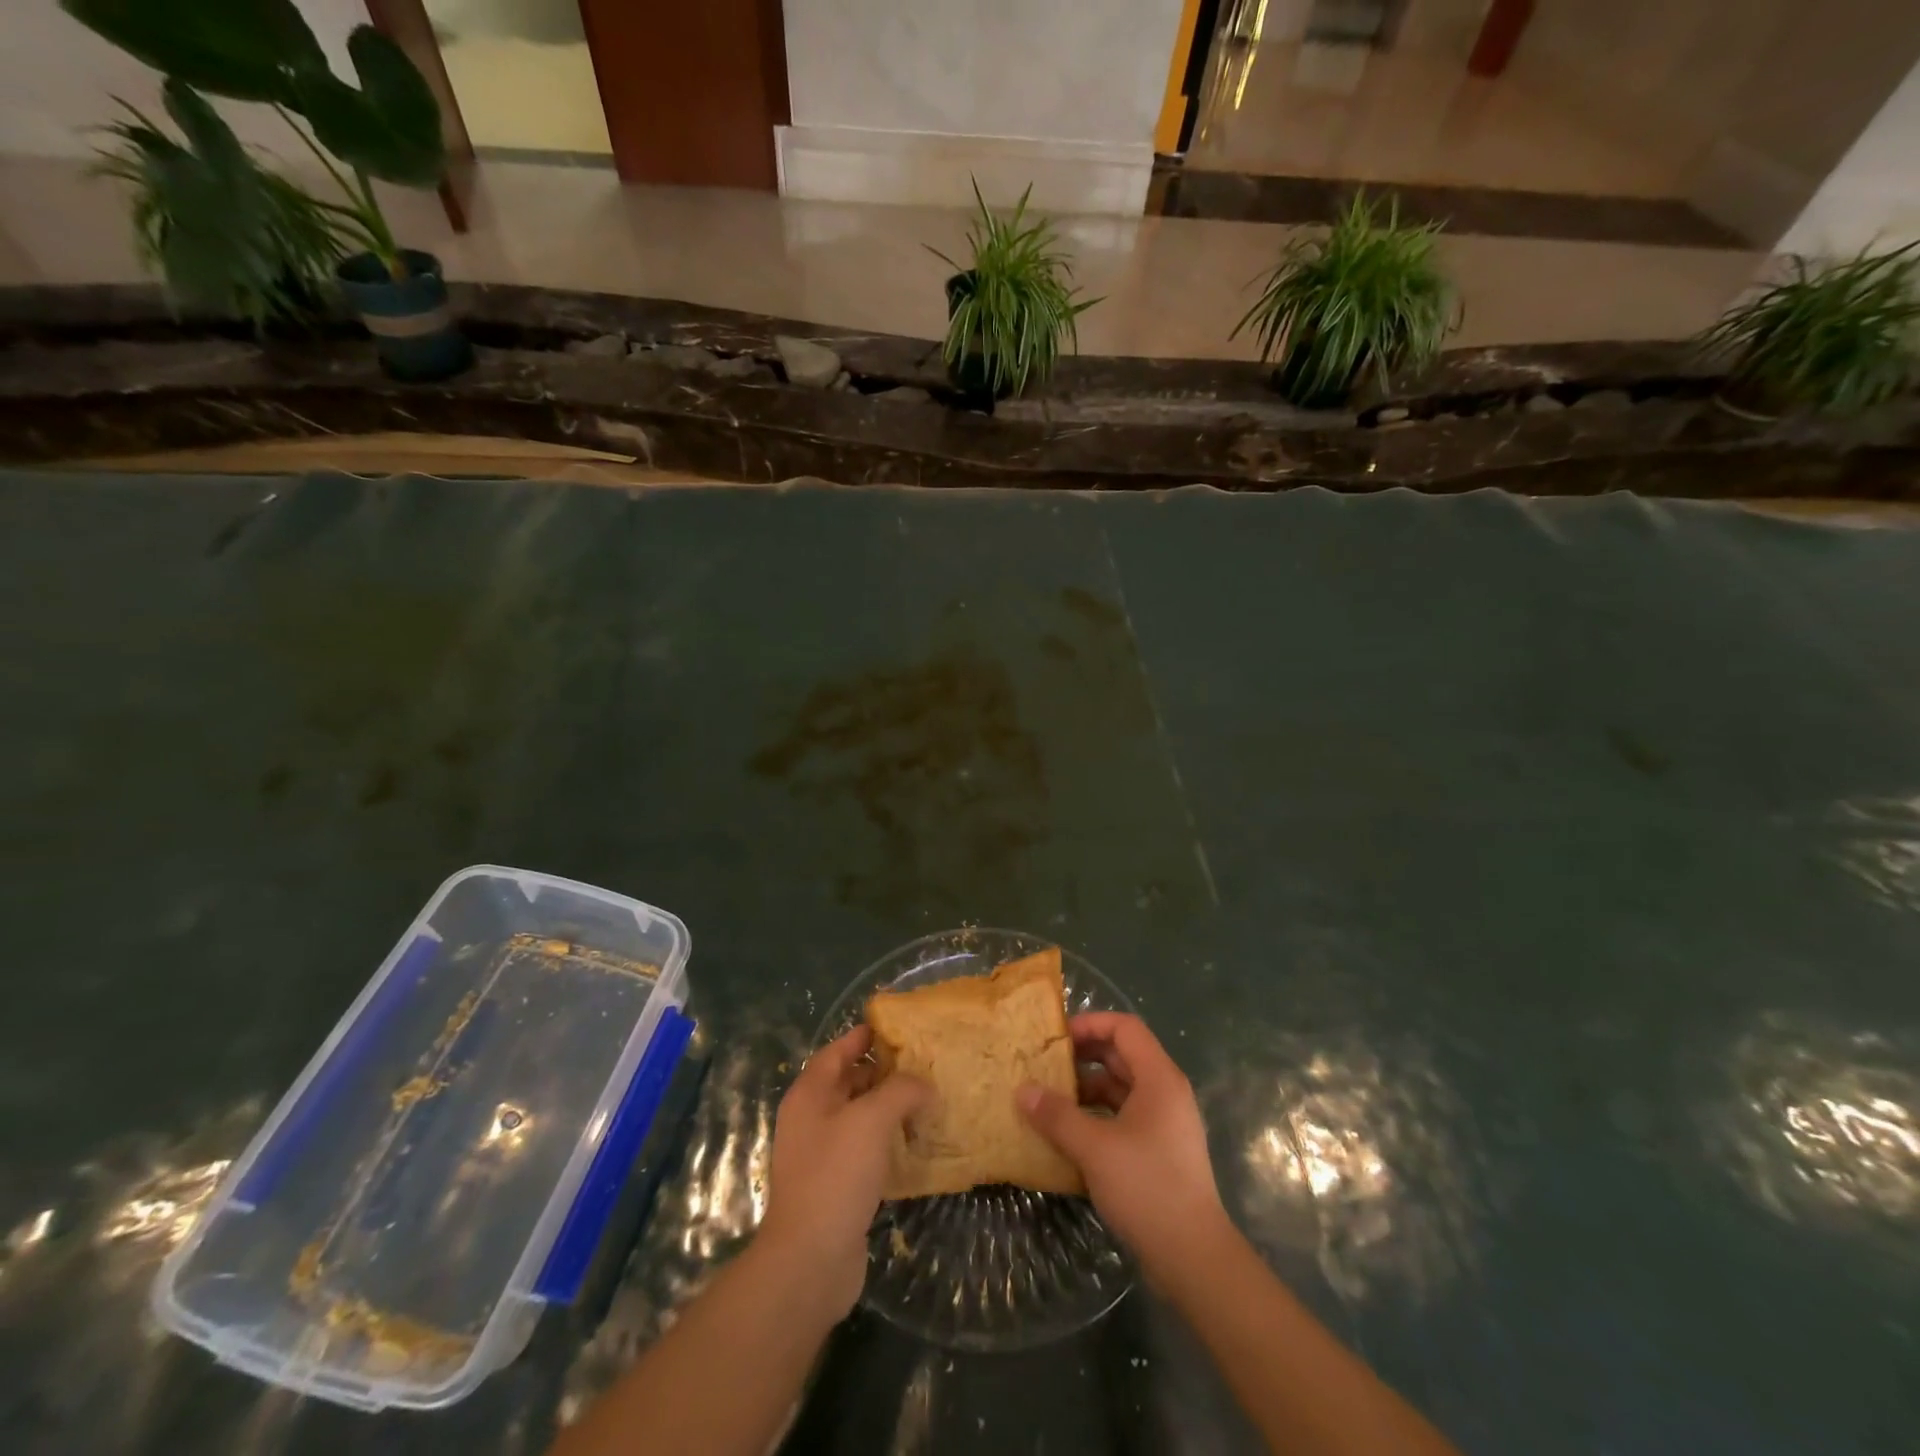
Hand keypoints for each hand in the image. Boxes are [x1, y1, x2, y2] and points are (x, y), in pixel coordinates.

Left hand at [757, 1026, 930, 1320]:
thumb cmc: (836, 1175)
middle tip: (922, 1064)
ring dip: (888, 1109)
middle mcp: (811, 1119)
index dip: (863, 1036)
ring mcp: (822, 1155)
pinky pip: (865, 1151)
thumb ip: (901, 1091)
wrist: (810, 1260)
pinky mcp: (836, 1186)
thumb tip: (924, 1085)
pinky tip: (916, 1144)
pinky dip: (888, 1142)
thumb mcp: (872, 1119)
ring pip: (859, 1118)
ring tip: (926, 1100)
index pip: (836, 1051)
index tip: (897, 1028)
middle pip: (848, 1083)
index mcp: (809, 1095)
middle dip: (883, 1072)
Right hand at [1018, 1012, 1228, 1283]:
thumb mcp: (1094, 1148)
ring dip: (1086, 1089)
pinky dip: (1096, 1117)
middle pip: (1121, 1056)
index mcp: (1159, 1078)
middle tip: (1045, 1065)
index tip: (1056, 1037)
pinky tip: (1068, 1135)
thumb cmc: (1147, 1188)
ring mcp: (1164, 1123)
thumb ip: (1057, 1115)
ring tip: (1049, 1100)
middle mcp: (1165, 1092)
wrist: (1194, 1258)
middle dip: (1082, 1057)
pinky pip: (1123, 1117)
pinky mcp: (1159, 1151)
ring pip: (1120, 1089)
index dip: (1090, 1024)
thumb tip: (1022, 1090)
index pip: (1125, 1027)